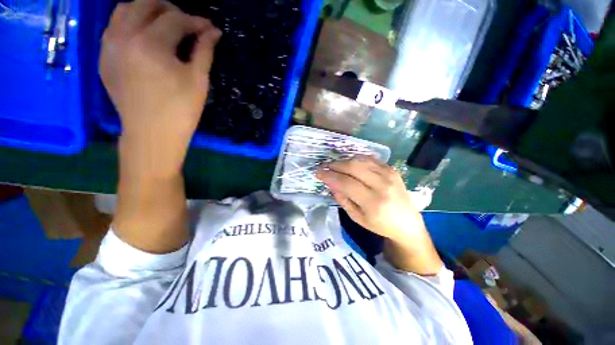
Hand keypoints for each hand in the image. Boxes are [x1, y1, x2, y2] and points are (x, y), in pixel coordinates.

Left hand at [100, 0, 221, 178]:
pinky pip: (114, 27)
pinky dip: (131, 23)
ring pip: (124, 10)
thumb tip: (213, 31)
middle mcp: (124, 36)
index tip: (209, 28)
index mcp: (151, 43)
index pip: (176, 18)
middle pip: (145, 3)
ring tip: (164, 25)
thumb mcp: (198, 81)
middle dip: (170, 9)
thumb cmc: (181, 110)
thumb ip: (205, 51)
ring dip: (146, 11)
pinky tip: (145, 38)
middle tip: (186, 23)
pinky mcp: (104, 57)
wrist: (151, 134)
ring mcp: (109, 46)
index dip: (196, 21)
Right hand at [316, 156, 441, 274]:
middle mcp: (382, 185)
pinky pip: (370, 159)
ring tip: (335, 165)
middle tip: (324, 166)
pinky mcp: (392, 169)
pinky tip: (350, 163)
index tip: (318, 172)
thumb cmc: (380, 225)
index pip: (346, 183)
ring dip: (344, 160)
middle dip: (335, 165)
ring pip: (361, 160)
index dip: (329, 176)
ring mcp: (389, 175)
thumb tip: (330, 183)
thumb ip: (342, 199)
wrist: (407, 223)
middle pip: (353, 167)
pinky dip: (357, 159)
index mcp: (373, 202)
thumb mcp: (357, 218)